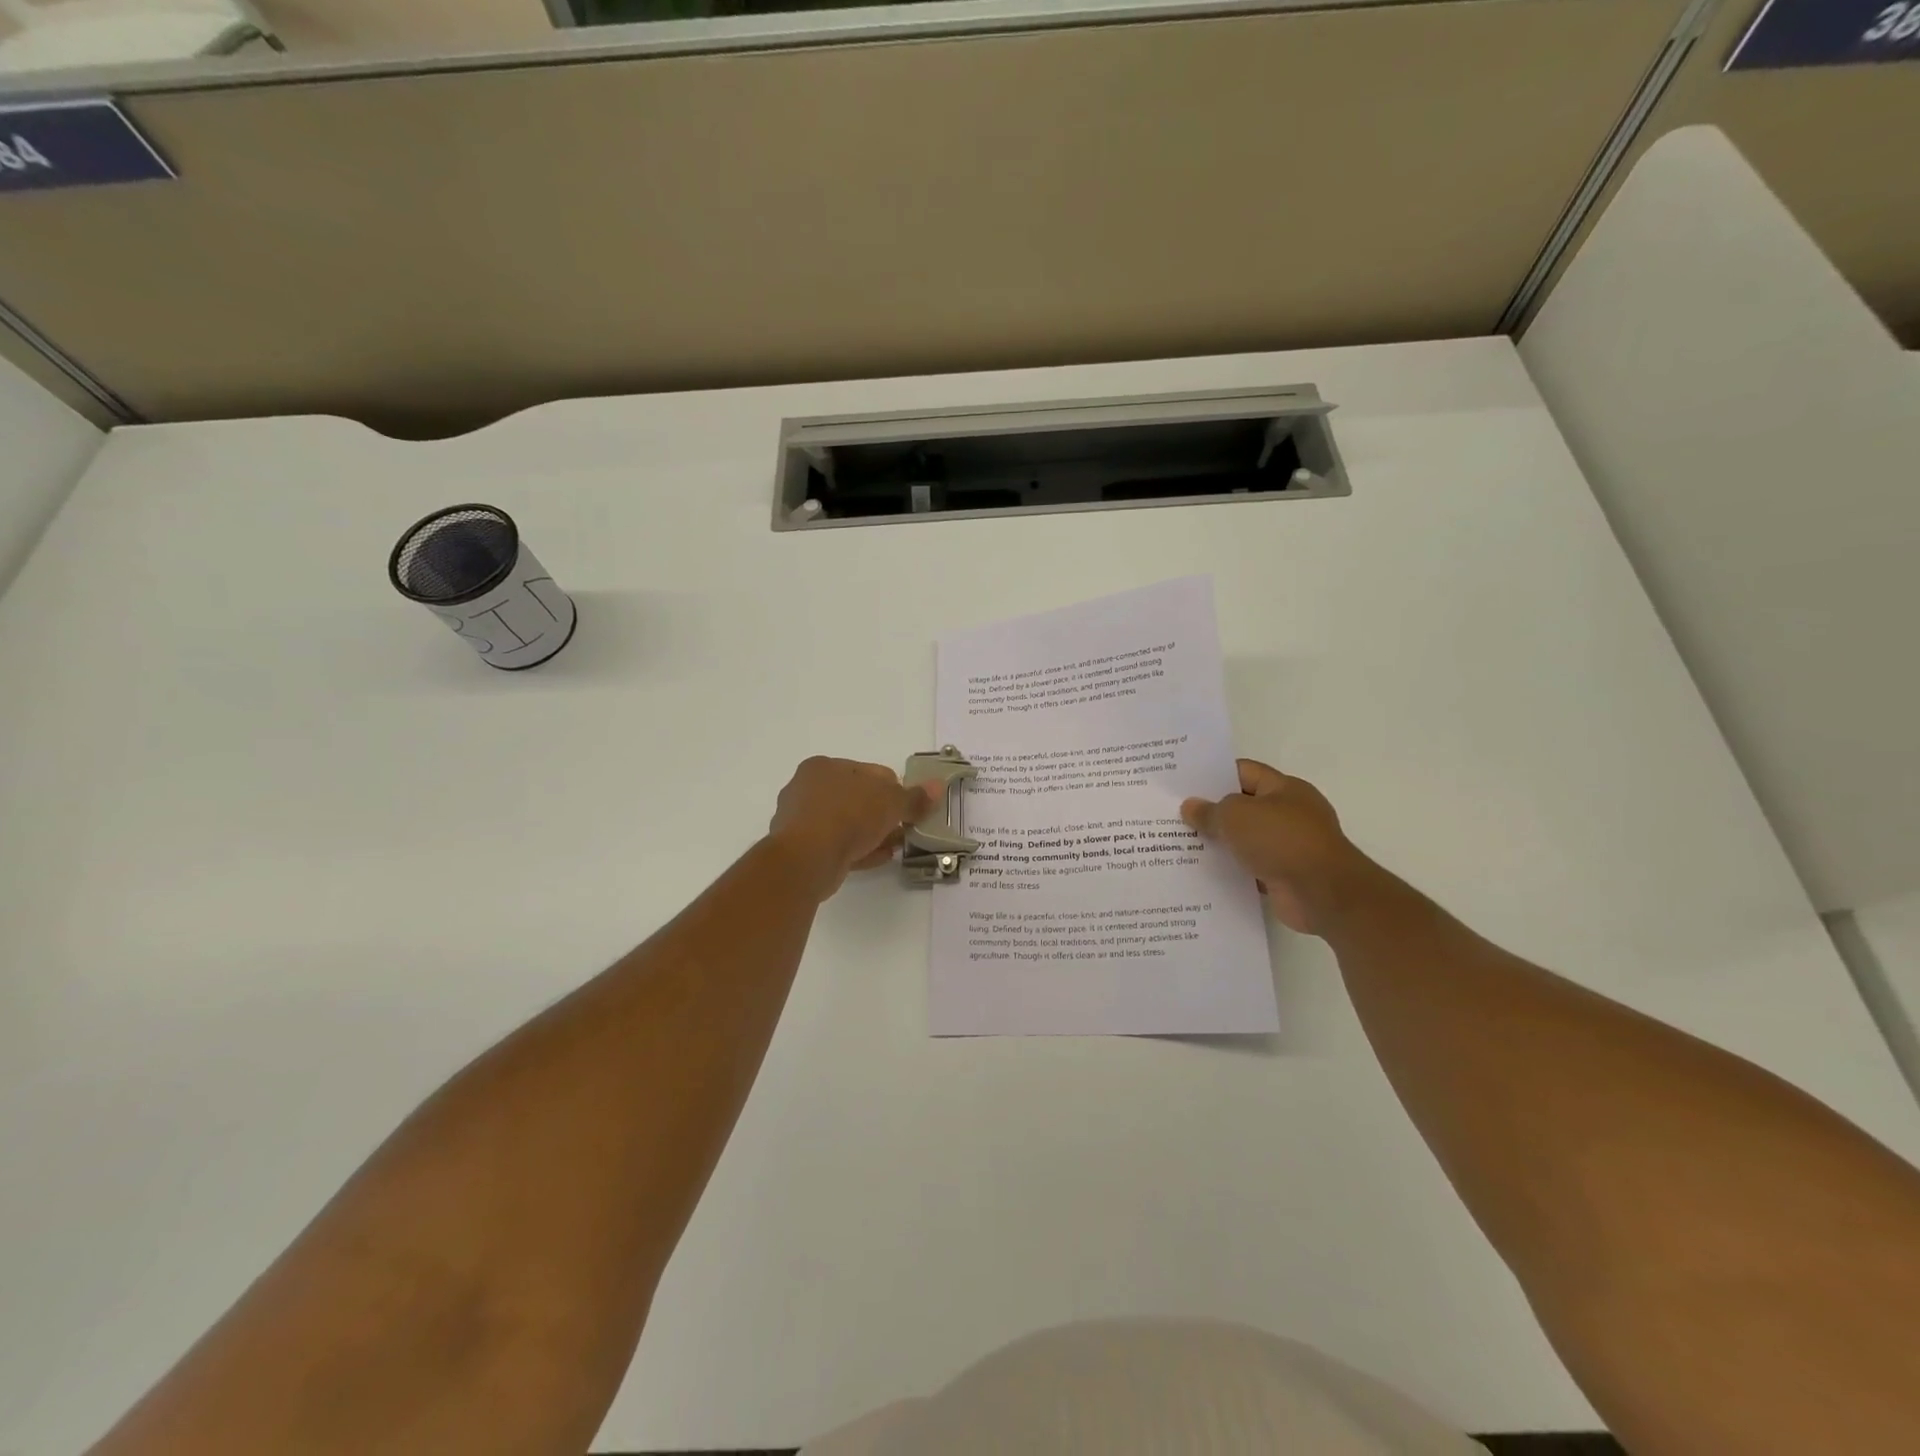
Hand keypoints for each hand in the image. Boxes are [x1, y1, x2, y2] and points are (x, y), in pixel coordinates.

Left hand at [767, 757, 931, 899]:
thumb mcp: (891, 802)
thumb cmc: (848, 815)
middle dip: (882, 813)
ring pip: (846, 824)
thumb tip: (937, 787)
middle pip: (855, 798)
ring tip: (895, 845)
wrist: (808, 858)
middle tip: (904, 827)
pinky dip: (858, 850)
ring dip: (872, 833)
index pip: (867, 771)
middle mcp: (806, 789)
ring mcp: (800, 821)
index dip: (893, 787)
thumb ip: (914, 797)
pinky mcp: (801, 850)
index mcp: (823, 766)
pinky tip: (879, 857)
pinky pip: (837, 845)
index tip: (908, 806)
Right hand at [1181, 760, 1371, 935]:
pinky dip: (1232, 870)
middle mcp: (1290, 813)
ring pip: (1246, 839)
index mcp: (1285, 788)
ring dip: (1221, 844)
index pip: (1244, 772)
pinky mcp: (1286, 875)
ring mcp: (1290, 846)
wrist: (1323, 894)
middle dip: (1213, 811)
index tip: (1185, 784)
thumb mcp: (1236, 816)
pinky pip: (1251, 868)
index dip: (1214, 775)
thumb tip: (1190, 807)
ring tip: (1182, 844)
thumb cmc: (1281, 841)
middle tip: (1176, 815)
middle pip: (1244, 806)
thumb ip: (1210, 811)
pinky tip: (1203, 873)